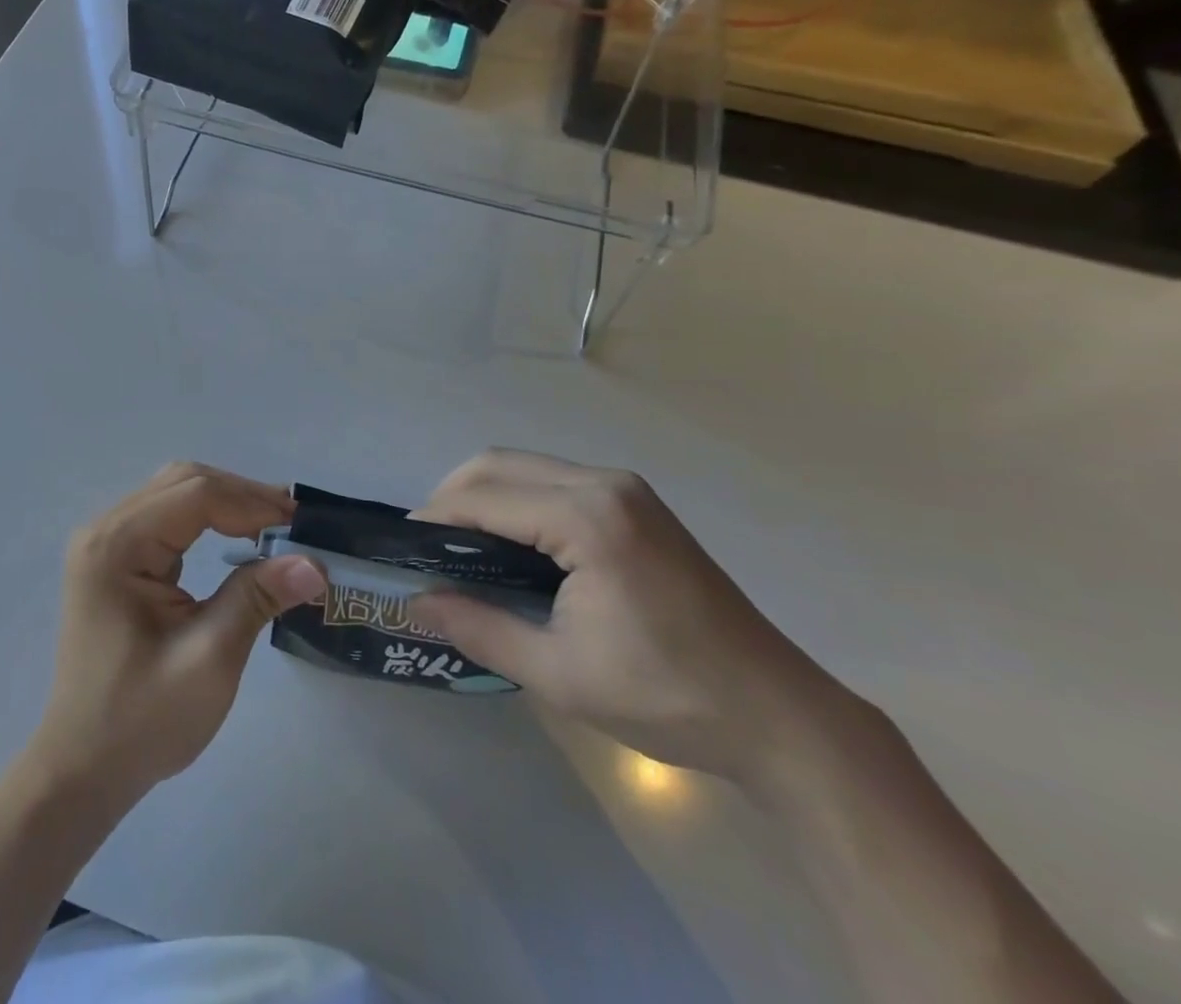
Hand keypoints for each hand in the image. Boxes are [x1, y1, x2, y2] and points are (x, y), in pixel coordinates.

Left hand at [27, 463, 326, 806]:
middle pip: (184, 482)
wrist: (82, 769)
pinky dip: (207, 518)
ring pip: (176, 493)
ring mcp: (106, 542)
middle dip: (242, 496)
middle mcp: (105, 529)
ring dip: (227, 503)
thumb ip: (257, 598)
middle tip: (293, 523)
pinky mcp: (114, 558)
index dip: (252, 503)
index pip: (195, 495)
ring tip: (275, 526)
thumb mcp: (209, 659)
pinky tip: (237, 536)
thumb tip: (314, 562)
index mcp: (117, 546)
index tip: (302, 525)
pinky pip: (167, 518)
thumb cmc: (142, 721)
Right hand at [409, 449, 858, 780]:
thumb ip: (480, 628)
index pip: (483, 497)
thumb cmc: (667, 696)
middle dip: (451, 496)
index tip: (402, 550)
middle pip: (499, 464)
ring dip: (484, 494)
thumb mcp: (560, 673)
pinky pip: (554, 480)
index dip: (434, 518)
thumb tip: (417, 603)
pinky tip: (513, 543)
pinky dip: (518, 499)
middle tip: (427, 547)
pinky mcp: (636, 503)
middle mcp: (603, 483)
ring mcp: (624, 488)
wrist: (777, 715)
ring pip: (526, 467)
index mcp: (587, 518)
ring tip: (461, 546)